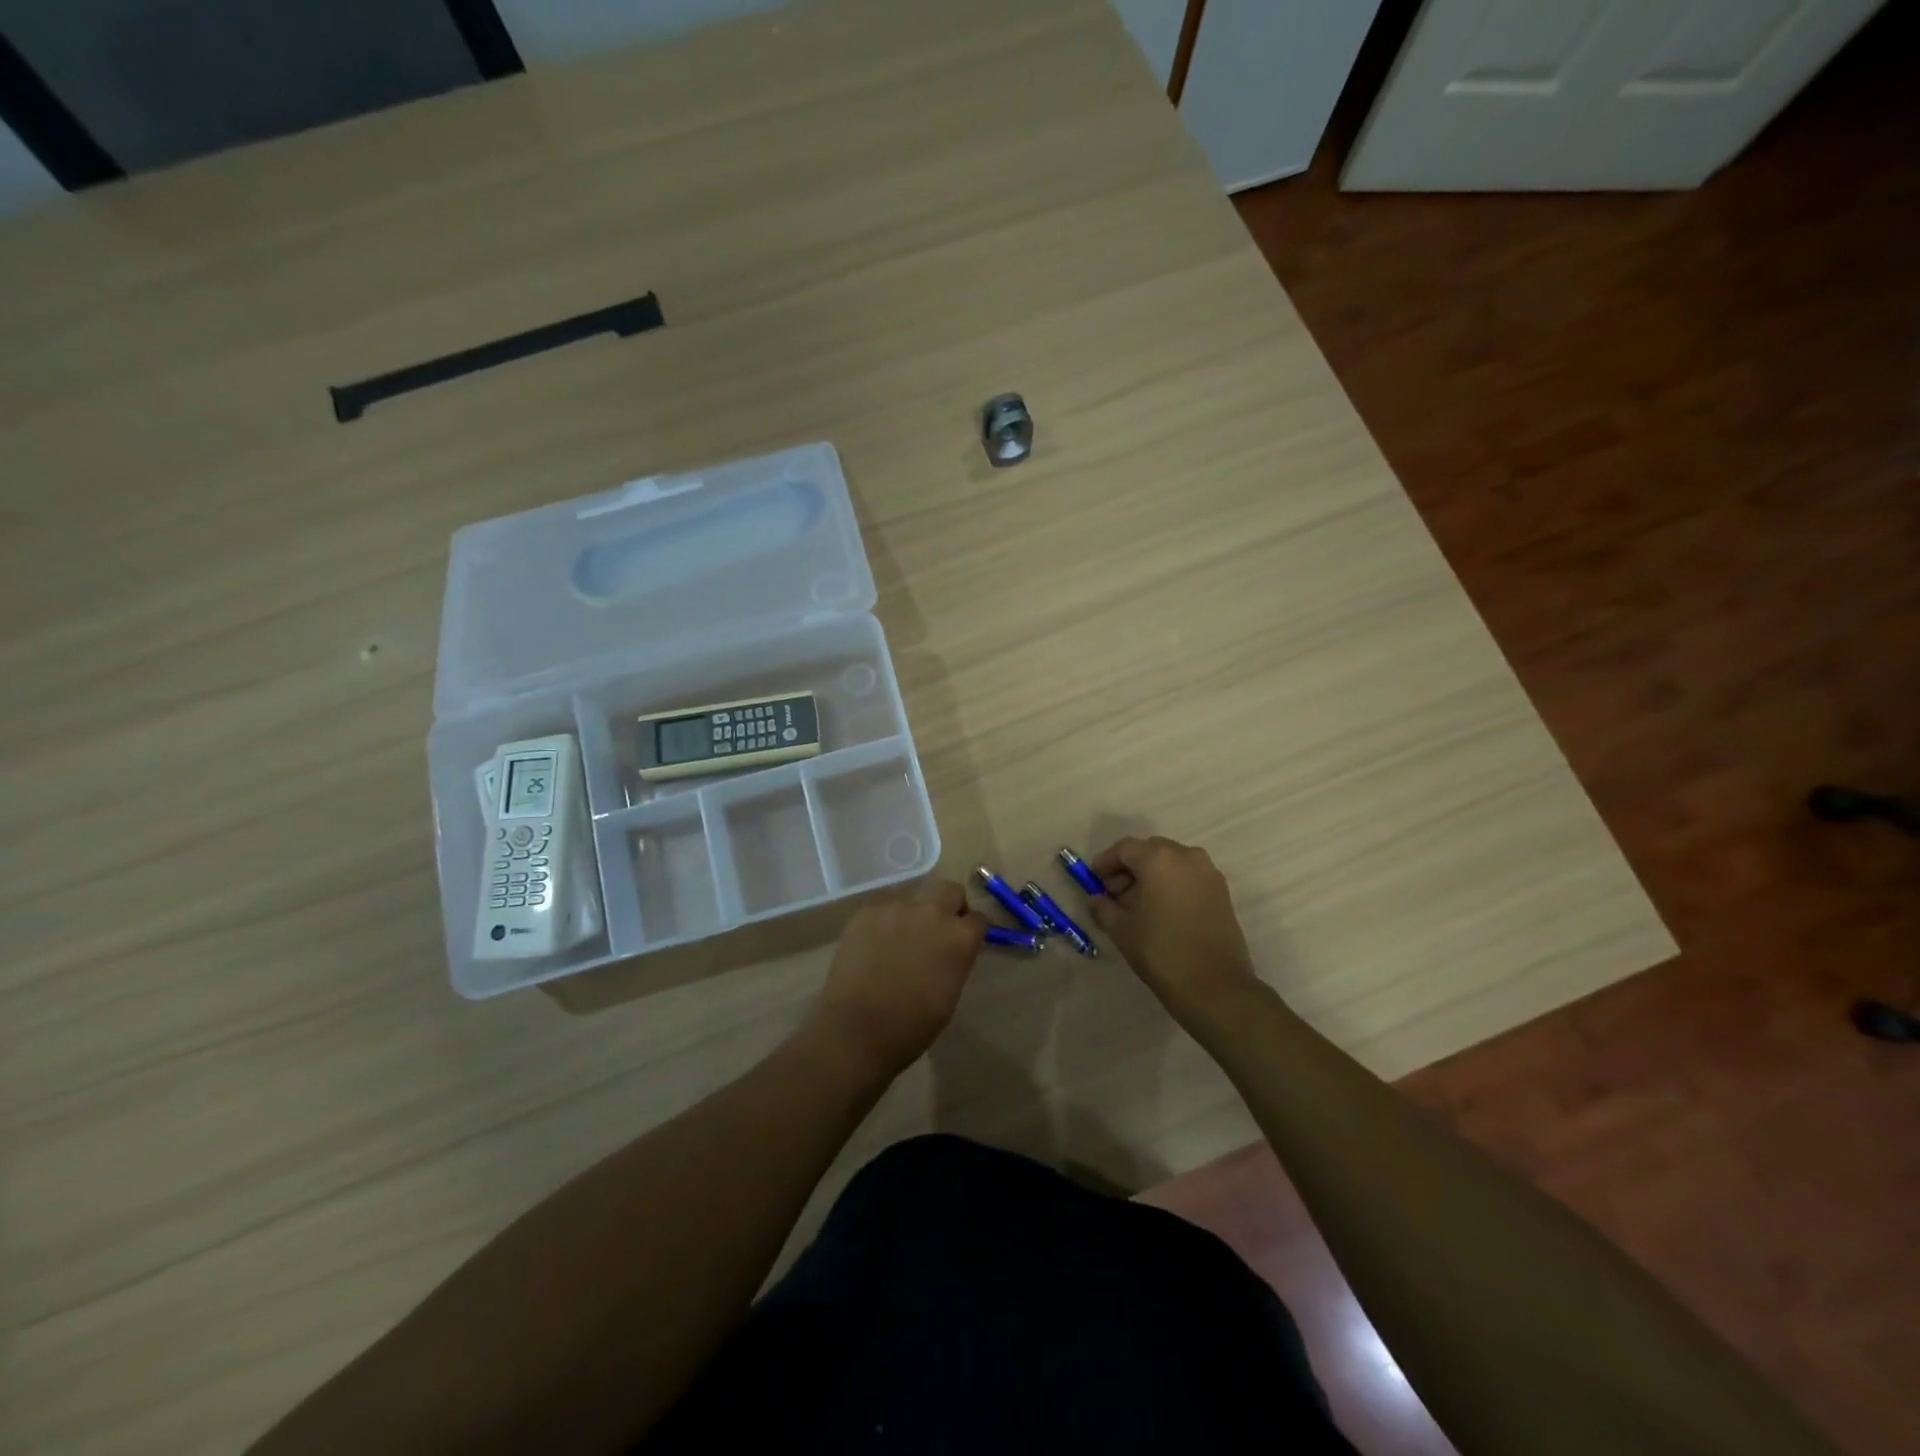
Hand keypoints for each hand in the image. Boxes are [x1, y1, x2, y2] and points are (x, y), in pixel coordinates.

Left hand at [806, 878, 985, 1080]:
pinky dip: (884, 924)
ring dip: (913, 914)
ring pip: (913, 898)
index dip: (972, 929)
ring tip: (899, 942)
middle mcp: (932, 912)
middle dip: (949, 904)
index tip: (966, 939)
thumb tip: (951, 950)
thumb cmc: (912, 1025)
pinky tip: (873, 948)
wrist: (857, 1029)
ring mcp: (896, 908)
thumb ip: (955, 960)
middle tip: (938, 929)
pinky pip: (883, 910)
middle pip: (949, 890)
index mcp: (959, 937)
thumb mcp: (950, 993)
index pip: (978, 918)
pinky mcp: (866, 912)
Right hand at [1087, 836, 1263, 1015]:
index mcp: (1159, 858)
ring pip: (1171, 863)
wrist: (1214, 986)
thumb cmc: (1161, 951)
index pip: (1124, 849)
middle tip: (1113, 895)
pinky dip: (1171, 885)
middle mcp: (1187, 856)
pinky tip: (1161, 912)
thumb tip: (1096, 899)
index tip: (1094, 882)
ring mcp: (1208, 872)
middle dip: (1128, 869)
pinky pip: (1188, 877)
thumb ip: (1102, 907)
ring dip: (1150, 877)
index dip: (1105, 863)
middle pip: (1149, 851)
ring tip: (1137, 906)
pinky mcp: (1222, 892)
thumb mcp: (1120, 929)